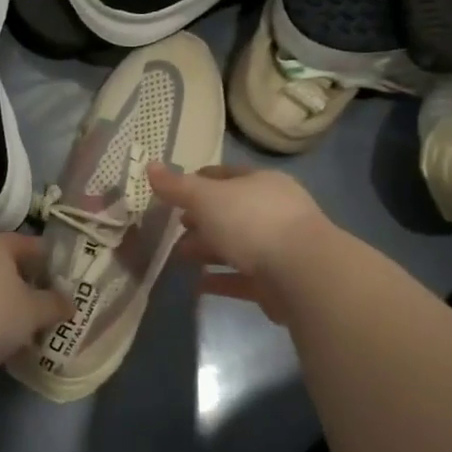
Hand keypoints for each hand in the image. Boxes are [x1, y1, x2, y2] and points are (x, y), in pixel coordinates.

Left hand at [0, 233, 72, 375]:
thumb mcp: (31, 313)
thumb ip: (54, 305)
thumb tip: (69, 302)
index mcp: (0, 244)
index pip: (37, 246)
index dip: (56, 264)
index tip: (71, 285)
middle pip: (12, 266)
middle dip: (32, 287)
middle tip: (51, 309)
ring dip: (8, 304)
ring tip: (26, 329)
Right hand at [148, 163, 333, 322]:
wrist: (302, 273)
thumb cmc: (252, 222)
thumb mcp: (206, 198)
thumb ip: (177, 187)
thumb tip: (149, 166)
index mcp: (261, 183)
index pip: (224, 176)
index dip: (197, 183)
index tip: (172, 195)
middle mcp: (273, 210)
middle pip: (229, 212)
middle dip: (200, 220)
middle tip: (173, 229)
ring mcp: (278, 246)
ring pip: (235, 245)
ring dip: (207, 250)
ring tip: (179, 258)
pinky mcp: (277, 281)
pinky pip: (242, 277)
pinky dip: (220, 279)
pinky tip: (198, 285)